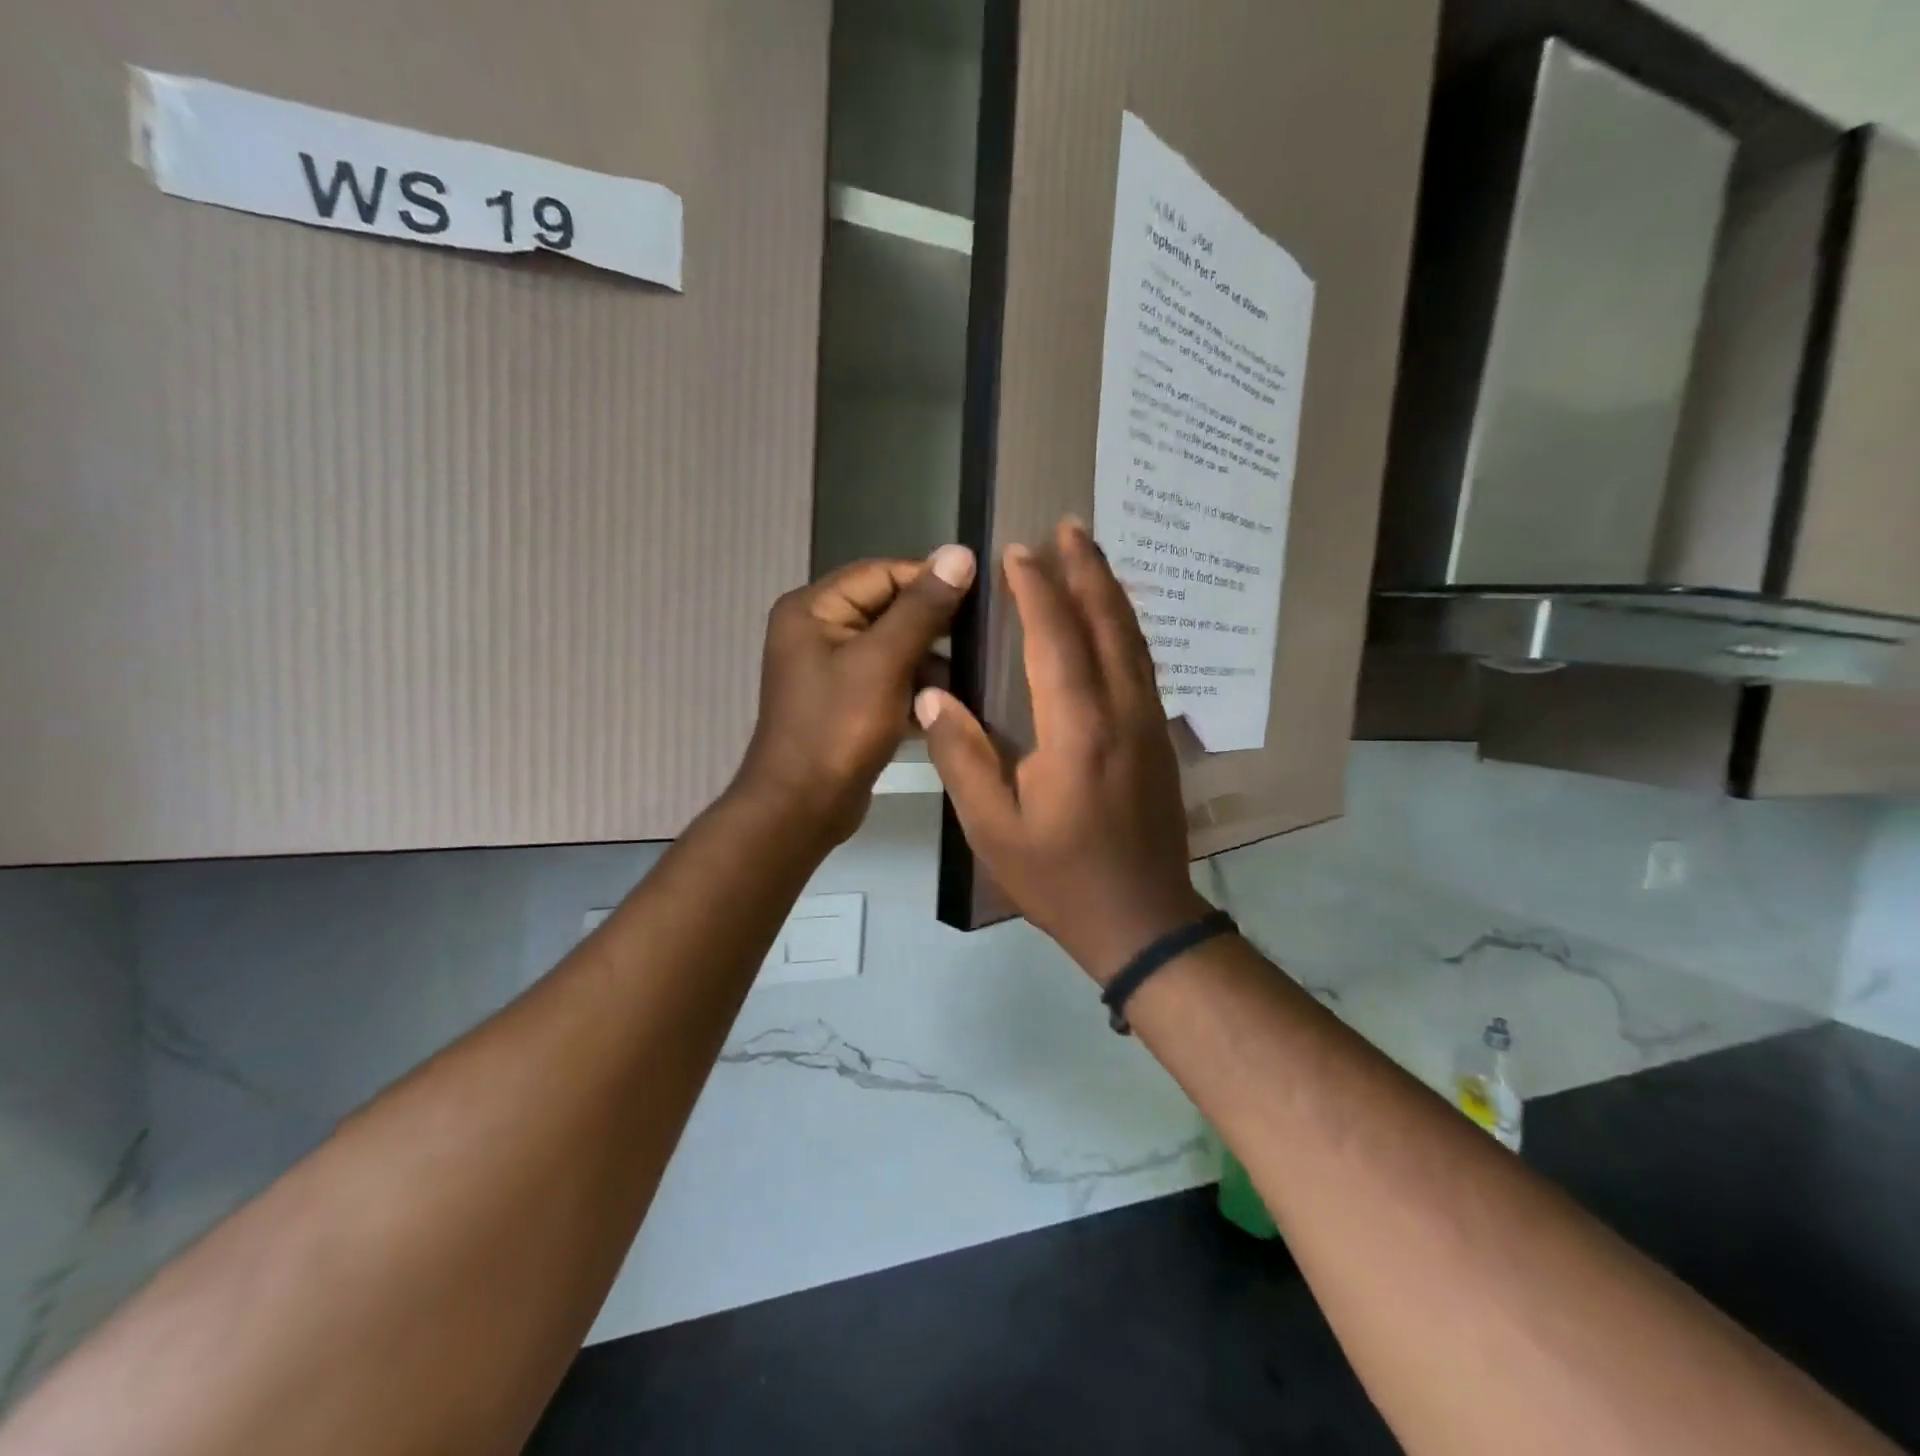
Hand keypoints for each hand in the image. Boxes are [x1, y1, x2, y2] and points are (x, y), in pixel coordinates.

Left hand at [737, 545, 974, 843]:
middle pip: (887, 609)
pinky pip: (887, 679)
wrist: (802, 808)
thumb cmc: (838, 729)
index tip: (981, 595)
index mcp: (813, 608)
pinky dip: (915, 688)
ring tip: (971, 673)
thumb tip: (959, 552)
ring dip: (929, 660)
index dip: (930, 580)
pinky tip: (947, 702)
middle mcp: (817, 630)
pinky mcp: (846, 702)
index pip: (882, 573)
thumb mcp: (883, 663)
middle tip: (983, 636)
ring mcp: (830, 669)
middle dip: (933, 625)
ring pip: (892, 647)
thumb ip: (922, 609)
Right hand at [916, 519, 1208, 982]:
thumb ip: (962, 756)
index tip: (1018, 550)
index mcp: (1077, 730)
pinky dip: (1125, 628)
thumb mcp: (993, 829)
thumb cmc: (1059, 879)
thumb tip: (932, 694)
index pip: (1055, 639)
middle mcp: (1121, 712)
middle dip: (1086, 570)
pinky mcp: (1159, 739)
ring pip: (1132, 639)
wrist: (1141, 920)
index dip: (1036, 589)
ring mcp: (1149, 724)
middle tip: (1069, 524)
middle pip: (1106, 623)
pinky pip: (1142, 664)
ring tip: (1092, 554)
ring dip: (1110, 591)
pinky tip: (1113, 621)